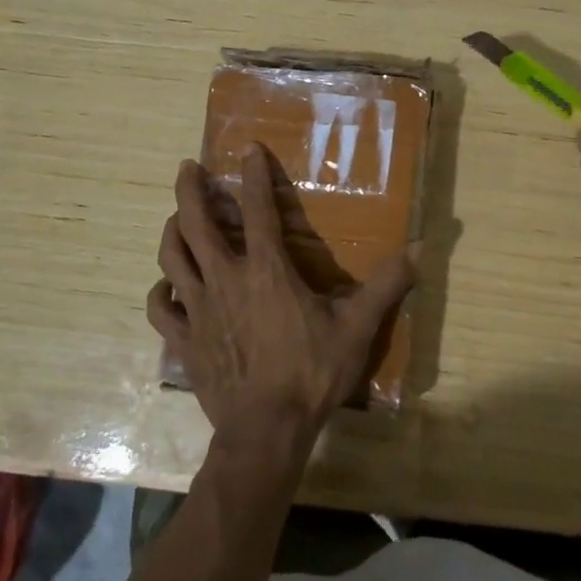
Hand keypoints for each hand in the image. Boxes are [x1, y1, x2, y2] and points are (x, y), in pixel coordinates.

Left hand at [147, 146, 417, 454]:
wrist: (266, 431)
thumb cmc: (311, 374)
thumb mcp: (356, 328)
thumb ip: (386, 285)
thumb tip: (421, 247)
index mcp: (266, 270)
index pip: (256, 209)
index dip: (253, 175)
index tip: (248, 149)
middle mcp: (224, 279)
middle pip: (195, 223)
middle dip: (188, 190)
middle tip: (186, 168)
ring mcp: (197, 309)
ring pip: (171, 258)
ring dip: (171, 231)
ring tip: (175, 218)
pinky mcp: (183, 340)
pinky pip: (160, 308)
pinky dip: (159, 292)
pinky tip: (165, 287)